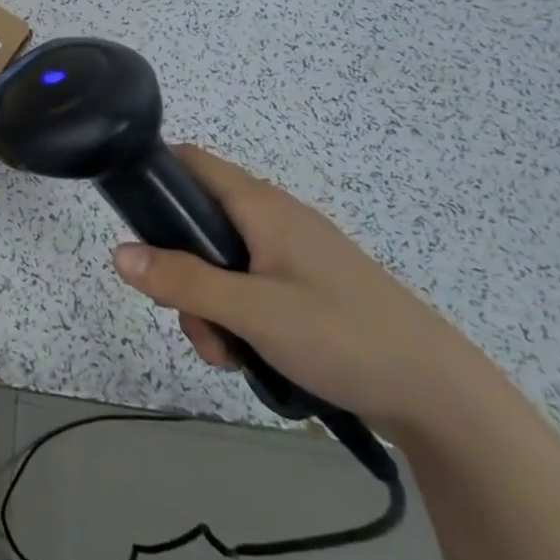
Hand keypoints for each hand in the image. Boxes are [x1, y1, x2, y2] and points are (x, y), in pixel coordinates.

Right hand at [113, 145, 507, 438]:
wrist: (440, 397)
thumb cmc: (343, 335)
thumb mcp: (253, 311)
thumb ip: (183, 282)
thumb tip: (119, 253)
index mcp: (260, 205)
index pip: (191, 161)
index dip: (155, 175)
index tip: (130, 217)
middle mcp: (272, 219)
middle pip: (197, 224)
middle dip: (179, 271)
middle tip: (190, 316)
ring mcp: (290, 255)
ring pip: (219, 265)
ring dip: (207, 306)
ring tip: (228, 353)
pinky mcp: (304, 289)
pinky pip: (247, 289)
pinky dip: (236, 318)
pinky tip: (250, 358)